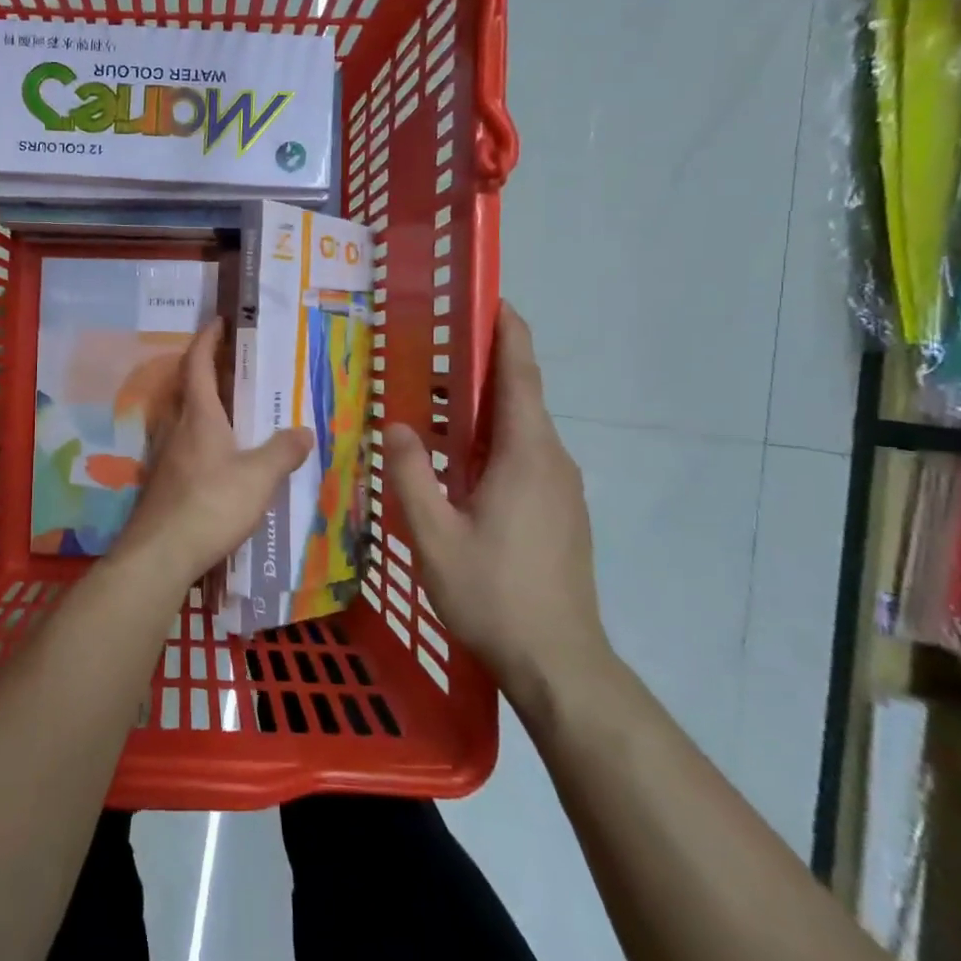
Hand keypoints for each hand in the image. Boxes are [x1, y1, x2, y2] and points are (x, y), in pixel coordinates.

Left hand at [112, 320, 314, 592]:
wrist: (160, 554)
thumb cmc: (210, 505)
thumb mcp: (258, 478)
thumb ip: (283, 452)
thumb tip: (305, 431)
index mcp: (199, 417)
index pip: (197, 364)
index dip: (207, 339)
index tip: (219, 321)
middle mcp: (177, 429)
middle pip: (189, 389)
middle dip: (209, 370)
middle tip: (237, 365)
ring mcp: (166, 457)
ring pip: (185, 419)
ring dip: (206, 406)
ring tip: (236, 411)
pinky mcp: (164, 483)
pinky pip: (185, 446)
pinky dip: (204, 439)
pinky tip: (222, 460)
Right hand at [386, 302, 610, 714]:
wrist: (559, 662)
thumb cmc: (494, 593)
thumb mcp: (434, 535)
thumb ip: (411, 475)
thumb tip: (398, 426)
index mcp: (526, 454)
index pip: (520, 374)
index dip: (508, 331)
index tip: (489, 299)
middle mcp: (552, 460)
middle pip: (520, 397)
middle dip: (483, 366)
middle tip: (434, 348)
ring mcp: (561, 488)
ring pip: (520, 430)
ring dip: (483, 408)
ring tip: (435, 400)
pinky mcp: (560, 511)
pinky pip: (524, 457)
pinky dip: (491, 441)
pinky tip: (457, 460)